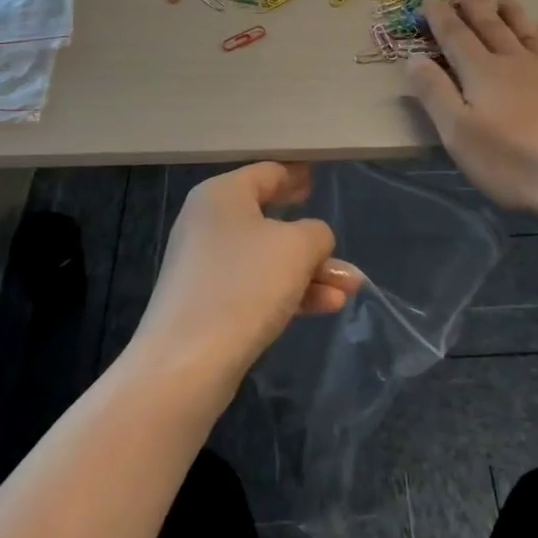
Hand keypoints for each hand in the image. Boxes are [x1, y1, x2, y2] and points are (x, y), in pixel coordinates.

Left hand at [134, 162, 361, 386]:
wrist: (186, 365)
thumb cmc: (244, 285)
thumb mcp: (297, 247)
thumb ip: (317, 233)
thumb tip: (314, 240)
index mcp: (222, 195)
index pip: (268, 173)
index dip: (297, 175)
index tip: (318, 178)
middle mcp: (209, 223)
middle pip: (270, 219)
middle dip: (313, 238)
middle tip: (339, 238)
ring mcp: (207, 266)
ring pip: (269, 259)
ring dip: (310, 271)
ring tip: (352, 287)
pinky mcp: (209, 305)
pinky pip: (257, 287)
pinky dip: (291, 292)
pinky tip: (328, 306)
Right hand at [405, 0, 537, 216]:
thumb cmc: (514, 163)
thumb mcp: (459, 135)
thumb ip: (435, 94)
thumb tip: (413, 58)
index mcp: (483, 73)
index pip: (456, 37)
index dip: (441, 18)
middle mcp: (517, 62)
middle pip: (492, 27)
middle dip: (476, 6)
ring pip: (528, 33)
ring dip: (513, 14)